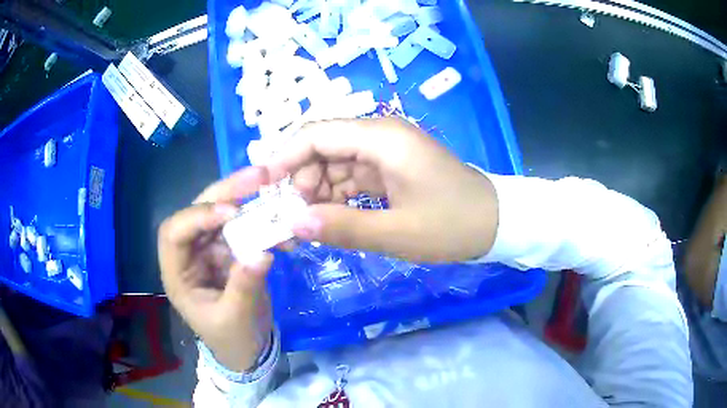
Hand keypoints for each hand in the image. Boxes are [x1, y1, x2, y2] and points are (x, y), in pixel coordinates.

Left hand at [158, 167, 273, 371]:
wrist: (247, 349)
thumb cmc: (232, 339)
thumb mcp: (236, 319)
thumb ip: (244, 287)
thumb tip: (261, 254)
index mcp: (178, 274)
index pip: (174, 233)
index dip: (197, 217)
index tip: (231, 213)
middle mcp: (190, 254)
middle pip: (198, 212)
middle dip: (224, 192)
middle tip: (257, 176)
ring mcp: (210, 250)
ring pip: (221, 213)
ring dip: (244, 197)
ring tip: (269, 181)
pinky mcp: (230, 250)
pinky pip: (243, 226)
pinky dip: (261, 219)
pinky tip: (280, 218)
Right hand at [266, 117, 499, 262]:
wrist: (493, 223)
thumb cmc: (452, 225)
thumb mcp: (397, 233)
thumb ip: (342, 227)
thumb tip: (293, 223)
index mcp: (381, 138)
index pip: (317, 134)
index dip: (283, 156)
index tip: (262, 186)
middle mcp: (379, 135)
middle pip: (321, 146)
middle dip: (299, 179)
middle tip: (290, 218)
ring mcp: (384, 152)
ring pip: (333, 163)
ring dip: (315, 191)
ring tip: (306, 225)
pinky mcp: (389, 168)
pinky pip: (350, 177)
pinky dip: (335, 197)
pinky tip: (328, 220)